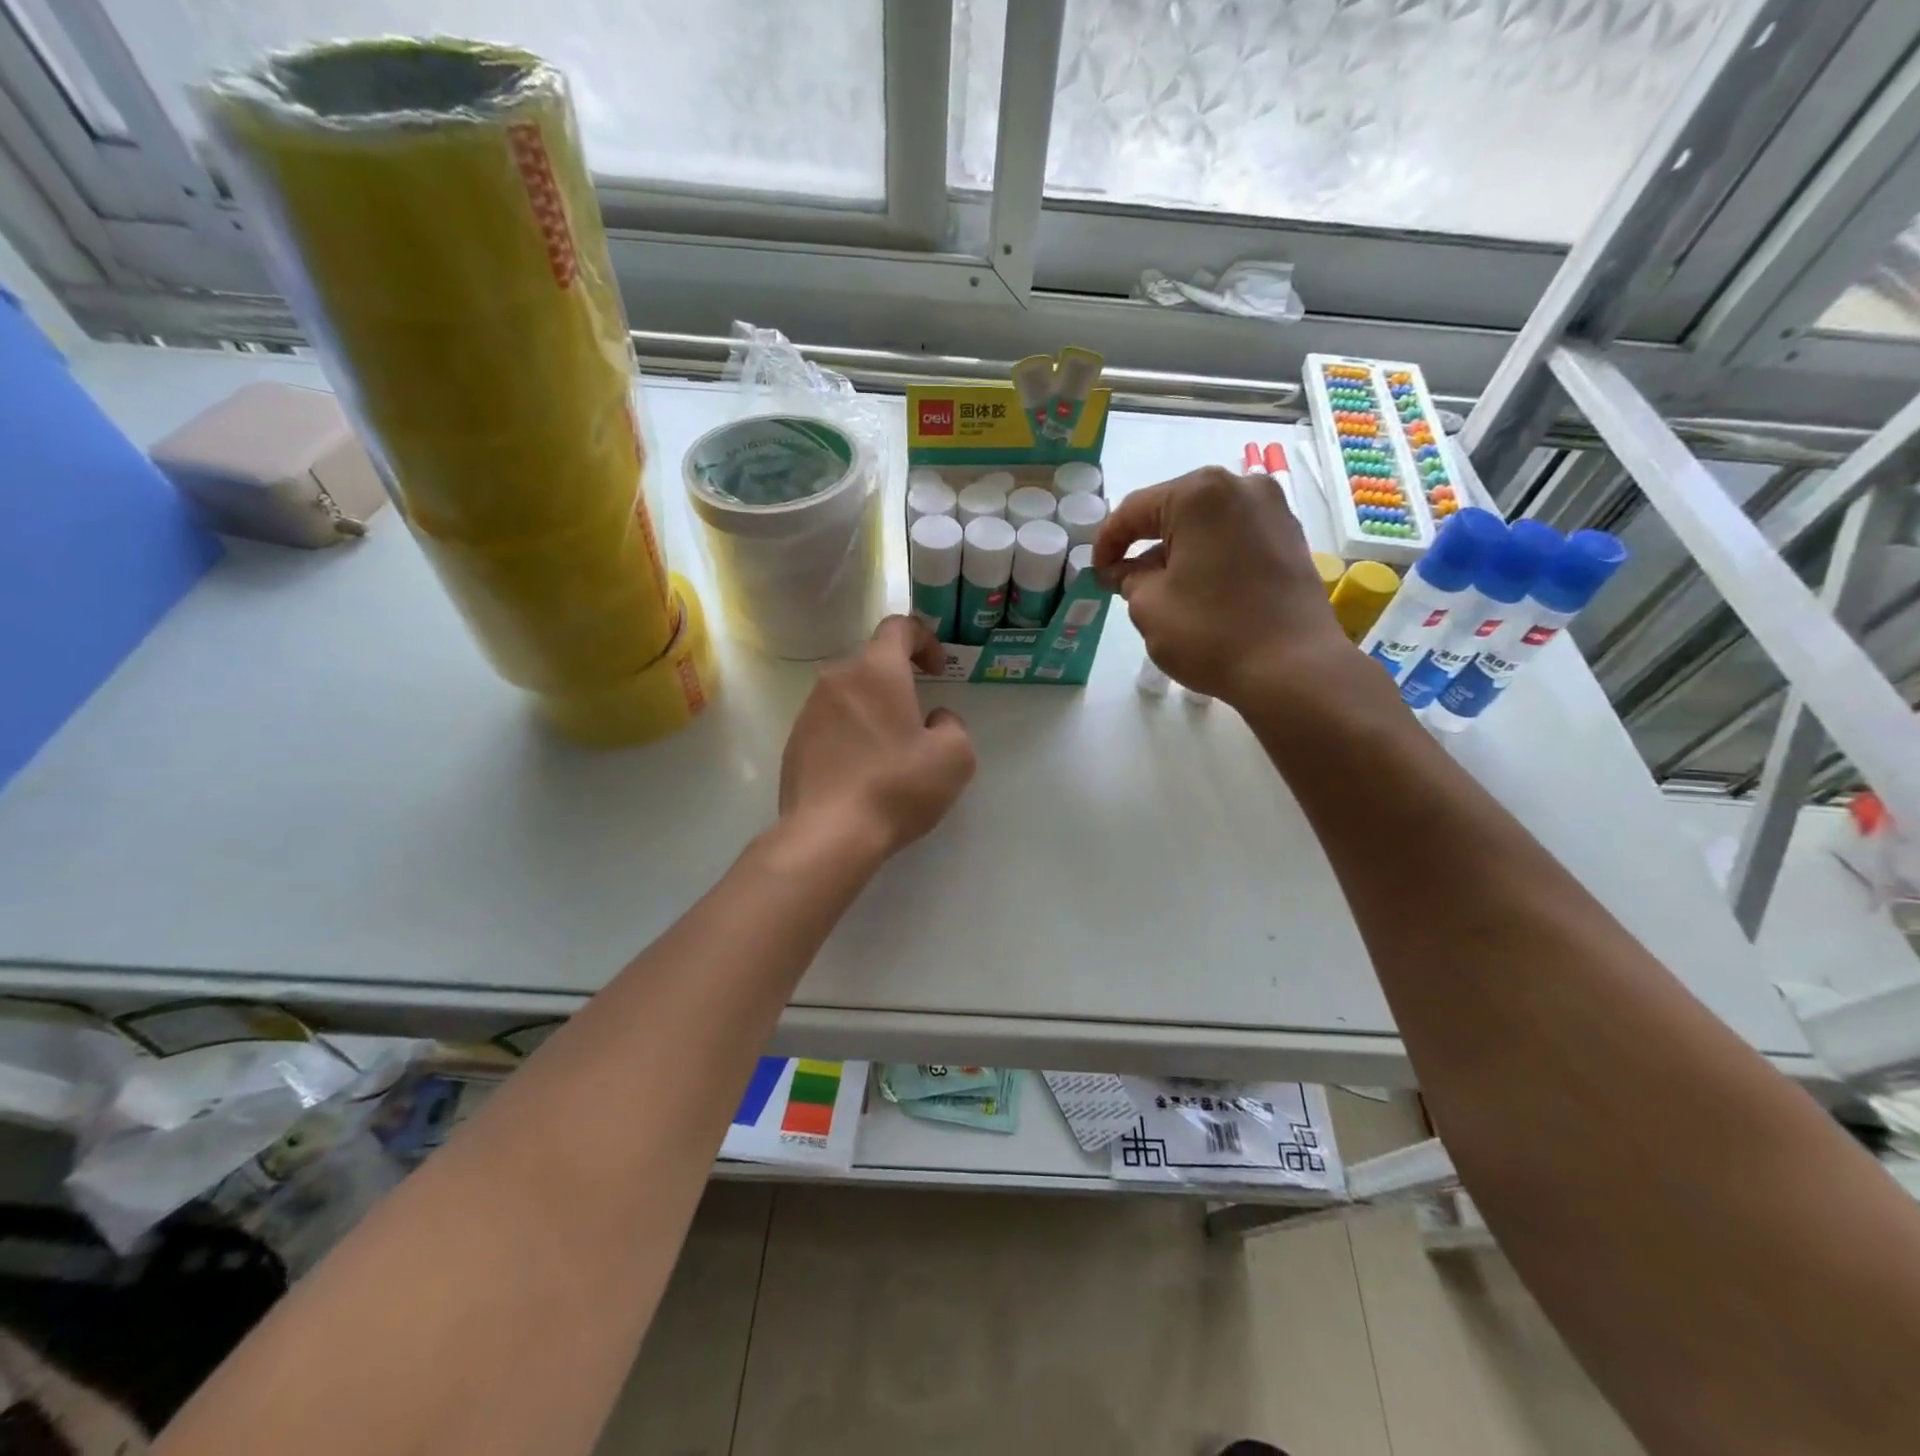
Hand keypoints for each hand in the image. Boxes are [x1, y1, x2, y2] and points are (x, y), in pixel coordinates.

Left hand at [779, 616, 976, 863]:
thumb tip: (934, 720)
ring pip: (850, 696)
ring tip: (892, 752)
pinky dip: (851, 736)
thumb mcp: (954, 757)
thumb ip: (952, 725)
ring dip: (874, 711)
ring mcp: (809, 711)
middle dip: (900, 683)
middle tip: (920, 719)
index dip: (925, 640)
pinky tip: (863, 774)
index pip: (899, 627)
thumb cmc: (897, 787)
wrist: (828, 835)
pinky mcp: (794, 742)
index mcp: (876, 671)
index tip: (937, 671)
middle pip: (873, 664)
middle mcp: (837, 680)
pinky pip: (831, 725)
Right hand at [1094, 466, 1348, 707]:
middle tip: (1124, 578)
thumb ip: (1128, 578)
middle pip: (1174, 510)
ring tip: (1162, 589)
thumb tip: (1122, 570)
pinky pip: (1235, 536)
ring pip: (1206, 524)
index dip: (1107, 542)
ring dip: (1179, 550)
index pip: (1135, 510)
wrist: (1293, 667)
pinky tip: (1200, 588)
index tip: (1095, 572)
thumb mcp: (1148, 607)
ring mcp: (1273, 509)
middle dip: (1145, 543)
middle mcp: (1241, 486)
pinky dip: (1210, 555)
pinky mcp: (1291, 537)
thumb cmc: (1211, 632)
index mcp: (1199, 493)